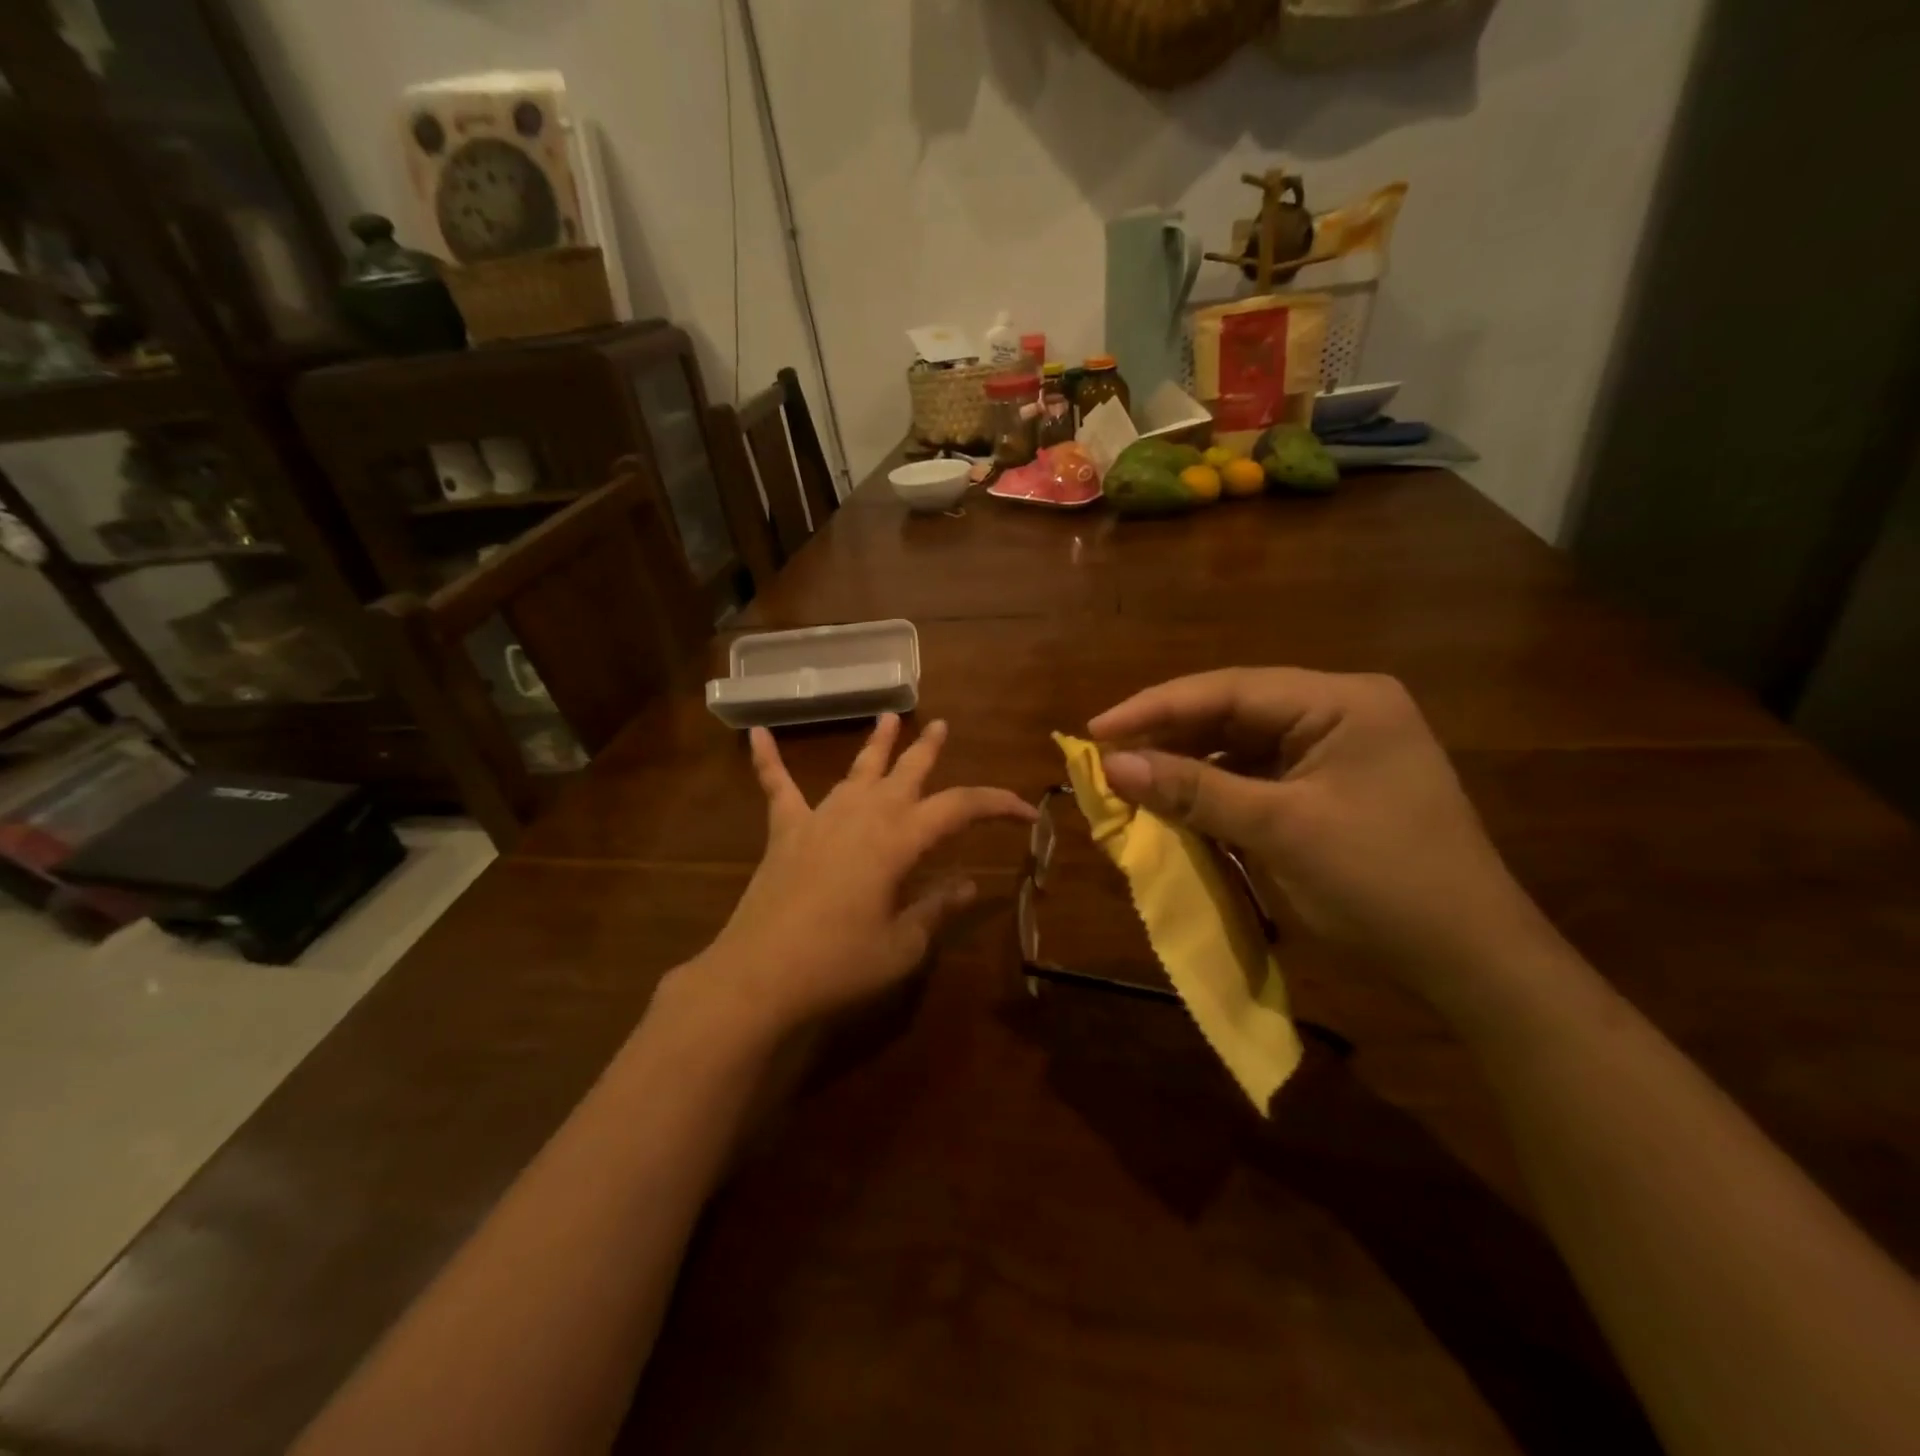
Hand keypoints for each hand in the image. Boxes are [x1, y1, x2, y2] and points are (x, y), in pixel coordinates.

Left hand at [689, 714, 1035, 1036]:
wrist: (759, 976)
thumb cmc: (840, 963)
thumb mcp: (902, 945)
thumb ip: (936, 909)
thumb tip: (969, 884)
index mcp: (899, 839)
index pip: (960, 808)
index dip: (998, 805)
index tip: (1027, 812)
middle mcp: (864, 815)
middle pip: (906, 772)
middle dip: (929, 749)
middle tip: (943, 725)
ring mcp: (821, 818)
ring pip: (857, 770)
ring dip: (877, 743)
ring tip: (889, 716)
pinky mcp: (786, 832)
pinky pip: (778, 787)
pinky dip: (768, 760)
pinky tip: (757, 733)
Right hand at [1089, 668, 1553, 1000]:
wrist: (1472, 962)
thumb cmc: (1382, 883)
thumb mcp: (1280, 830)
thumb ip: (1194, 790)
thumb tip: (1111, 766)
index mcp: (1342, 700)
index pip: (1230, 689)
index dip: (1156, 708)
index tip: (1096, 730)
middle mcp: (1339, 711)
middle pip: (1233, 712)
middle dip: (1169, 737)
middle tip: (1105, 758)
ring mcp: (1335, 750)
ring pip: (1240, 746)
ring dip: (1188, 766)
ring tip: (1130, 781)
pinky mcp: (1328, 788)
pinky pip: (1257, 777)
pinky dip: (1215, 792)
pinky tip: (1178, 804)